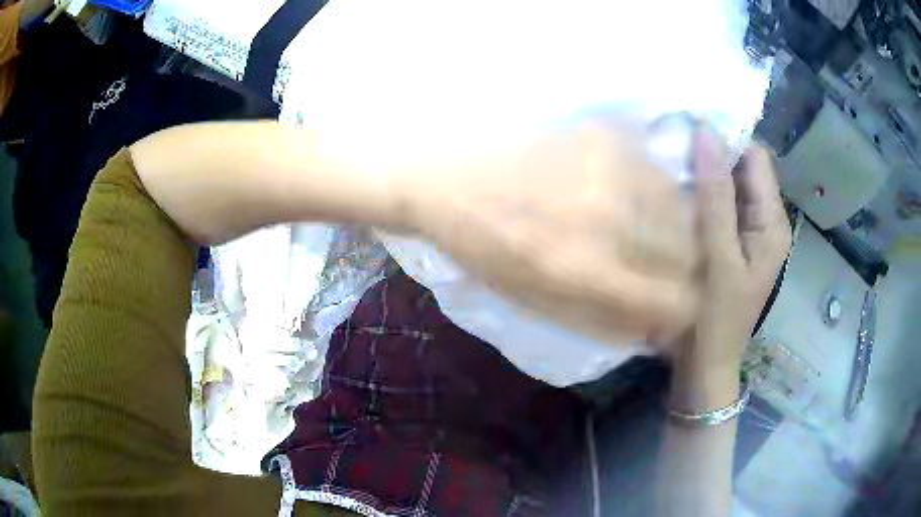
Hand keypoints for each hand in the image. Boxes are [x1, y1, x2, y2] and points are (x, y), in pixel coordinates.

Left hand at [400, 120, 699, 344]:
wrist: (441, 181)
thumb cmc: (483, 251)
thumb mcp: (538, 302)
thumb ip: (604, 319)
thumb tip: (657, 328)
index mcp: (585, 272)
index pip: (679, 302)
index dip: (683, 308)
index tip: (674, 302)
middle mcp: (607, 219)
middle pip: (690, 252)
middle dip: (682, 266)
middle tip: (658, 263)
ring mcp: (606, 169)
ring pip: (680, 206)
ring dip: (672, 224)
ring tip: (641, 224)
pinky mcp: (600, 133)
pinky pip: (653, 167)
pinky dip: (651, 187)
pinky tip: (624, 188)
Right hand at [669, 133, 791, 410]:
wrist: (704, 367)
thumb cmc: (715, 319)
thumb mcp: (718, 258)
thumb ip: (716, 196)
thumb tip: (706, 133)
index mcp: (772, 222)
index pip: (755, 157)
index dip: (726, 138)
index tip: (687, 125)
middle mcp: (764, 221)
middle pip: (741, 169)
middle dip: (711, 153)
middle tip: (670, 141)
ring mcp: (746, 234)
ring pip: (727, 186)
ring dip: (702, 173)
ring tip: (667, 160)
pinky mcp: (729, 244)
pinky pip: (717, 207)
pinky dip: (698, 194)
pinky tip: (673, 190)